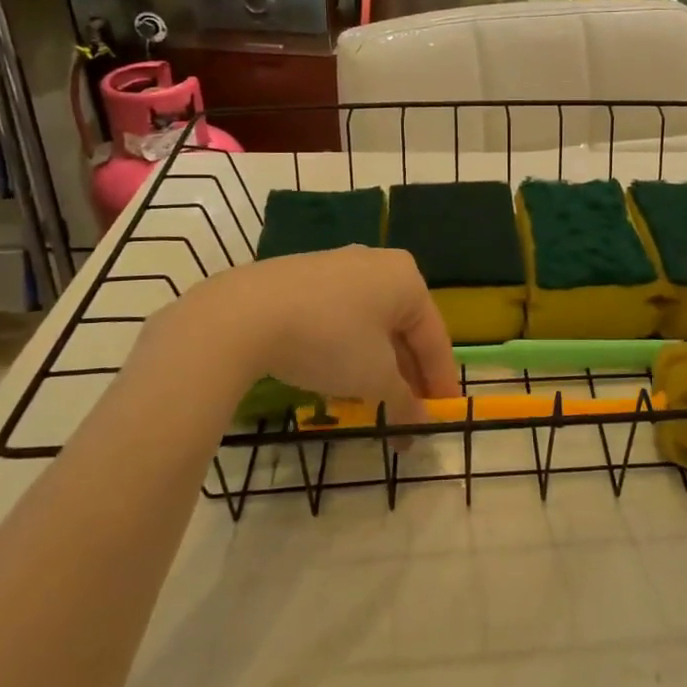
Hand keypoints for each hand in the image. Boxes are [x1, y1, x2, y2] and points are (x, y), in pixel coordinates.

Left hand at [126, 247, 457, 425]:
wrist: (244, 314)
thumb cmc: (329, 339)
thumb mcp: (373, 377)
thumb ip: (403, 400)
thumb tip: (419, 423)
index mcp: (407, 278)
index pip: (435, 338)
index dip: (440, 382)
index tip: (442, 417)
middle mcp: (378, 264)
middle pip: (403, 329)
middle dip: (407, 376)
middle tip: (409, 415)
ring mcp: (339, 266)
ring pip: (371, 323)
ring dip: (378, 365)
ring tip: (374, 402)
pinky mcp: (304, 277)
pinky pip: (341, 316)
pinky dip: (349, 348)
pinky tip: (339, 375)